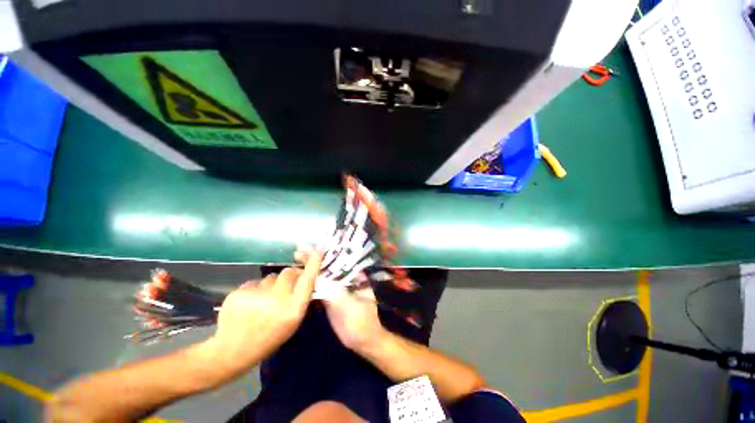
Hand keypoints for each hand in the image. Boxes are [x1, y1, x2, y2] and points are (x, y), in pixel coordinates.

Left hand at [208, 252, 322, 373]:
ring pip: (271, 277)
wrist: (233, 350)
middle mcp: (278, 299)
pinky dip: (255, 289)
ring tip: (263, 301)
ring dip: (271, 284)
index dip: (314, 263)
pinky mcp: (239, 293)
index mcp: (294, 308)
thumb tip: (304, 275)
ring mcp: (257, 295)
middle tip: (284, 287)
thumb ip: (301, 297)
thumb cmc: (270, 336)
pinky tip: (250, 303)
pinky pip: (254, 282)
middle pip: (289, 272)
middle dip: (289, 276)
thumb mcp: (293, 321)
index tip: (319, 248)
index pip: (308, 279)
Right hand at [295, 244, 385, 351]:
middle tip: (298, 251)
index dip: (323, 253)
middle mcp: (345, 278)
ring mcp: (337, 288)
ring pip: (322, 275)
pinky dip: (310, 281)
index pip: (337, 260)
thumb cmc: (359, 319)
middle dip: (314, 258)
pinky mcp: (330, 298)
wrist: (362, 339)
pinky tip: (300, 277)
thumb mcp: (347, 304)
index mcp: (353, 275)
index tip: (310, 247)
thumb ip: (332, 291)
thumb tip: (319, 277)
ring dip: (310, 268)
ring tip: (296, 259)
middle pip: (328, 266)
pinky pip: (319, 287)